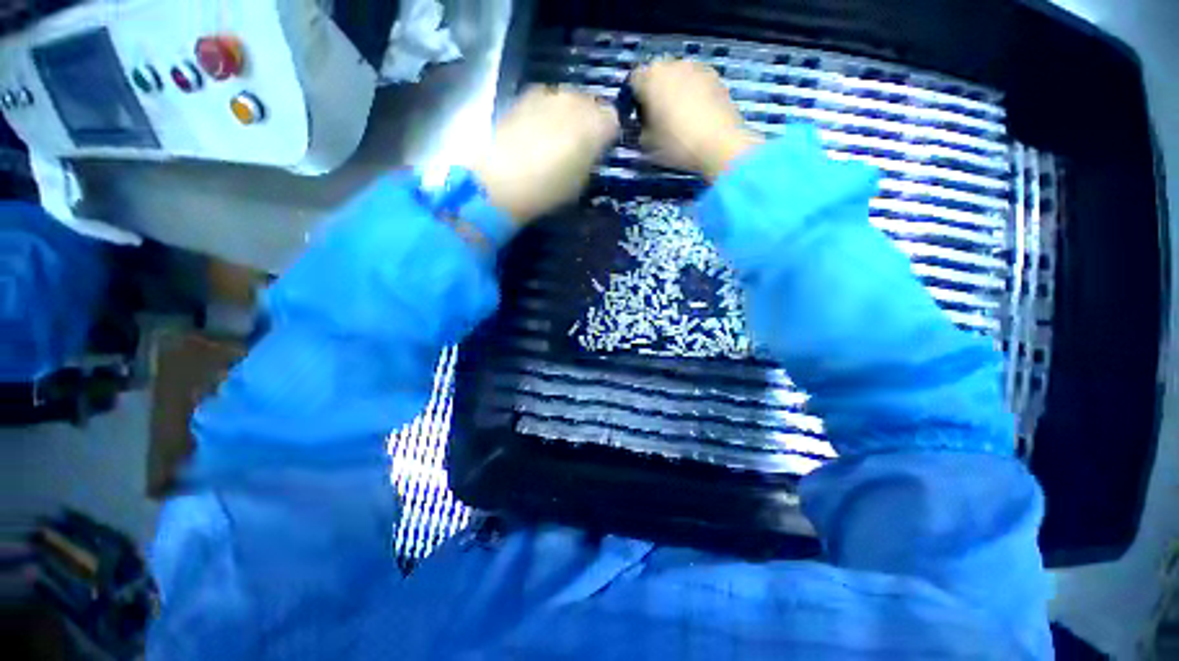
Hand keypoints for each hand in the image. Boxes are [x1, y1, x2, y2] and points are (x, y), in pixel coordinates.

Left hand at [473, 86, 619, 223]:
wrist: (504, 179)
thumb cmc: (550, 189)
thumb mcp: (581, 183)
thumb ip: (591, 161)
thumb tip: (590, 152)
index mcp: (596, 124)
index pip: (613, 120)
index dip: (607, 136)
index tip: (600, 151)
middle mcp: (577, 100)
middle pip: (590, 104)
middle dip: (588, 121)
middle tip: (579, 145)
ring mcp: (549, 94)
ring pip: (567, 100)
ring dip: (567, 115)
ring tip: (555, 138)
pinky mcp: (525, 95)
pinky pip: (545, 100)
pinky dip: (546, 113)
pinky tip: (536, 133)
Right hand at [631, 59, 762, 180]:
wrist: (720, 144)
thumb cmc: (677, 143)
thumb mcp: (647, 144)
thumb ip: (639, 129)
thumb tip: (642, 125)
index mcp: (651, 77)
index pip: (633, 80)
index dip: (633, 99)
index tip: (637, 117)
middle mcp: (672, 64)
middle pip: (657, 75)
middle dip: (654, 92)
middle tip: (657, 117)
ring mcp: (697, 67)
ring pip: (678, 77)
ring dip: (674, 91)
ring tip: (678, 117)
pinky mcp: (716, 76)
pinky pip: (696, 83)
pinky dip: (692, 94)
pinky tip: (696, 116)